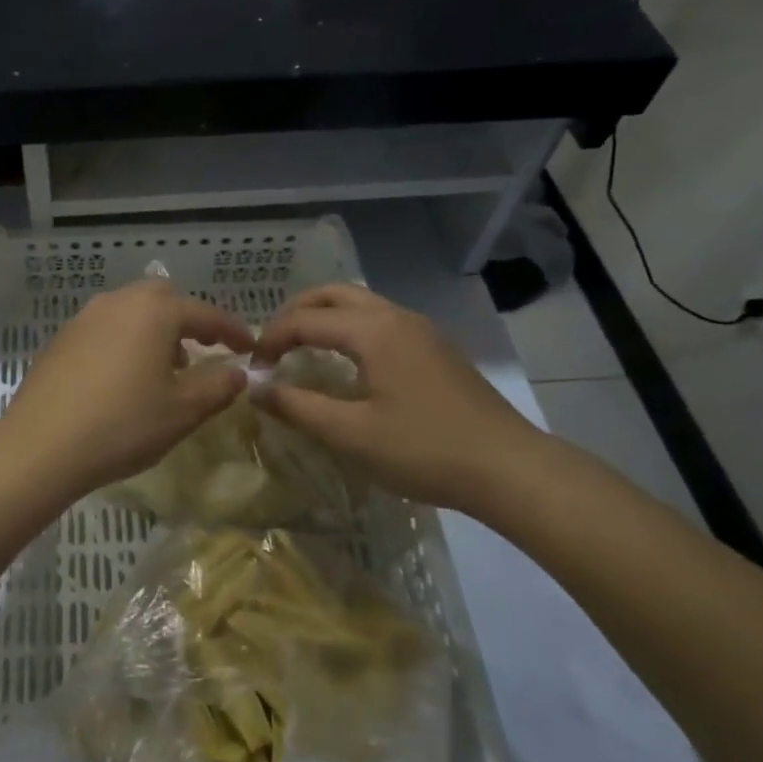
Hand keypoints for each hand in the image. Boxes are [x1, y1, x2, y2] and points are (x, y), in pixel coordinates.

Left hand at [0, 279, 254, 500]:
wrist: (41, 445)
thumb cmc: (123, 424)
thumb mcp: (182, 411)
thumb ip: (218, 387)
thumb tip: (237, 373)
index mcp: (154, 312)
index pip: (205, 314)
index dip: (232, 330)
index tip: (250, 348)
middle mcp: (118, 303)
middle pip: (163, 299)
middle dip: (187, 322)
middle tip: (202, 352)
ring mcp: (84, 318)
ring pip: (131, 312)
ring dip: (154, 332)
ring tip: (162, 371)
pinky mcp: (61, 339)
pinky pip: (105, 329)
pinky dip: (124, 342)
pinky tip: (122, 379)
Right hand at [252, 284, 548, 514]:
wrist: (508, 468)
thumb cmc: (423, 450)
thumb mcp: (350, 434)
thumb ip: (297, 406)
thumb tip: (255, 388)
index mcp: (373, 330)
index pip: (305, 320)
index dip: (271, 340)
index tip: (254, 370)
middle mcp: (396, 317)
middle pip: (333, 294)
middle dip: (295, 313)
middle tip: (272, 345)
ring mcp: (421, 330)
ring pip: (360, 304)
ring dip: (324, 317)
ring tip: (302, 349)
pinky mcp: (436, 348)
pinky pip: (381, 321)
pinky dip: (350, 328)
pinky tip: (347, 363)